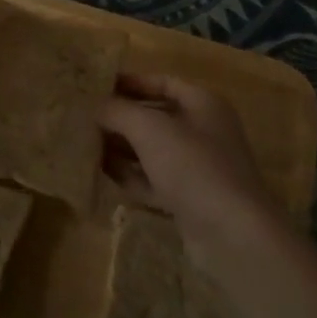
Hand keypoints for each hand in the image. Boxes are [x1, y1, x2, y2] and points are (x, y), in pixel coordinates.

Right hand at [98, 73, 286, 274]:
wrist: (232, 235)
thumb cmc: (194, 166)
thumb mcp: (151, 129)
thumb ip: (119, 111)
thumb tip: (95, 105)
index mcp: (203, 103)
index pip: (163, 82)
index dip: (131, 82)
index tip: (97, 86)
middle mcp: (203, 131)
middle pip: (156, 117)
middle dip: (121, 118)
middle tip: (84, 118)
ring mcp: (198, 168)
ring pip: (153, 151)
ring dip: (122, 148)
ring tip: (84, 144)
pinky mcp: (189, 201)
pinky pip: (154, 180)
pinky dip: (131, 176)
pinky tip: (102, 174)